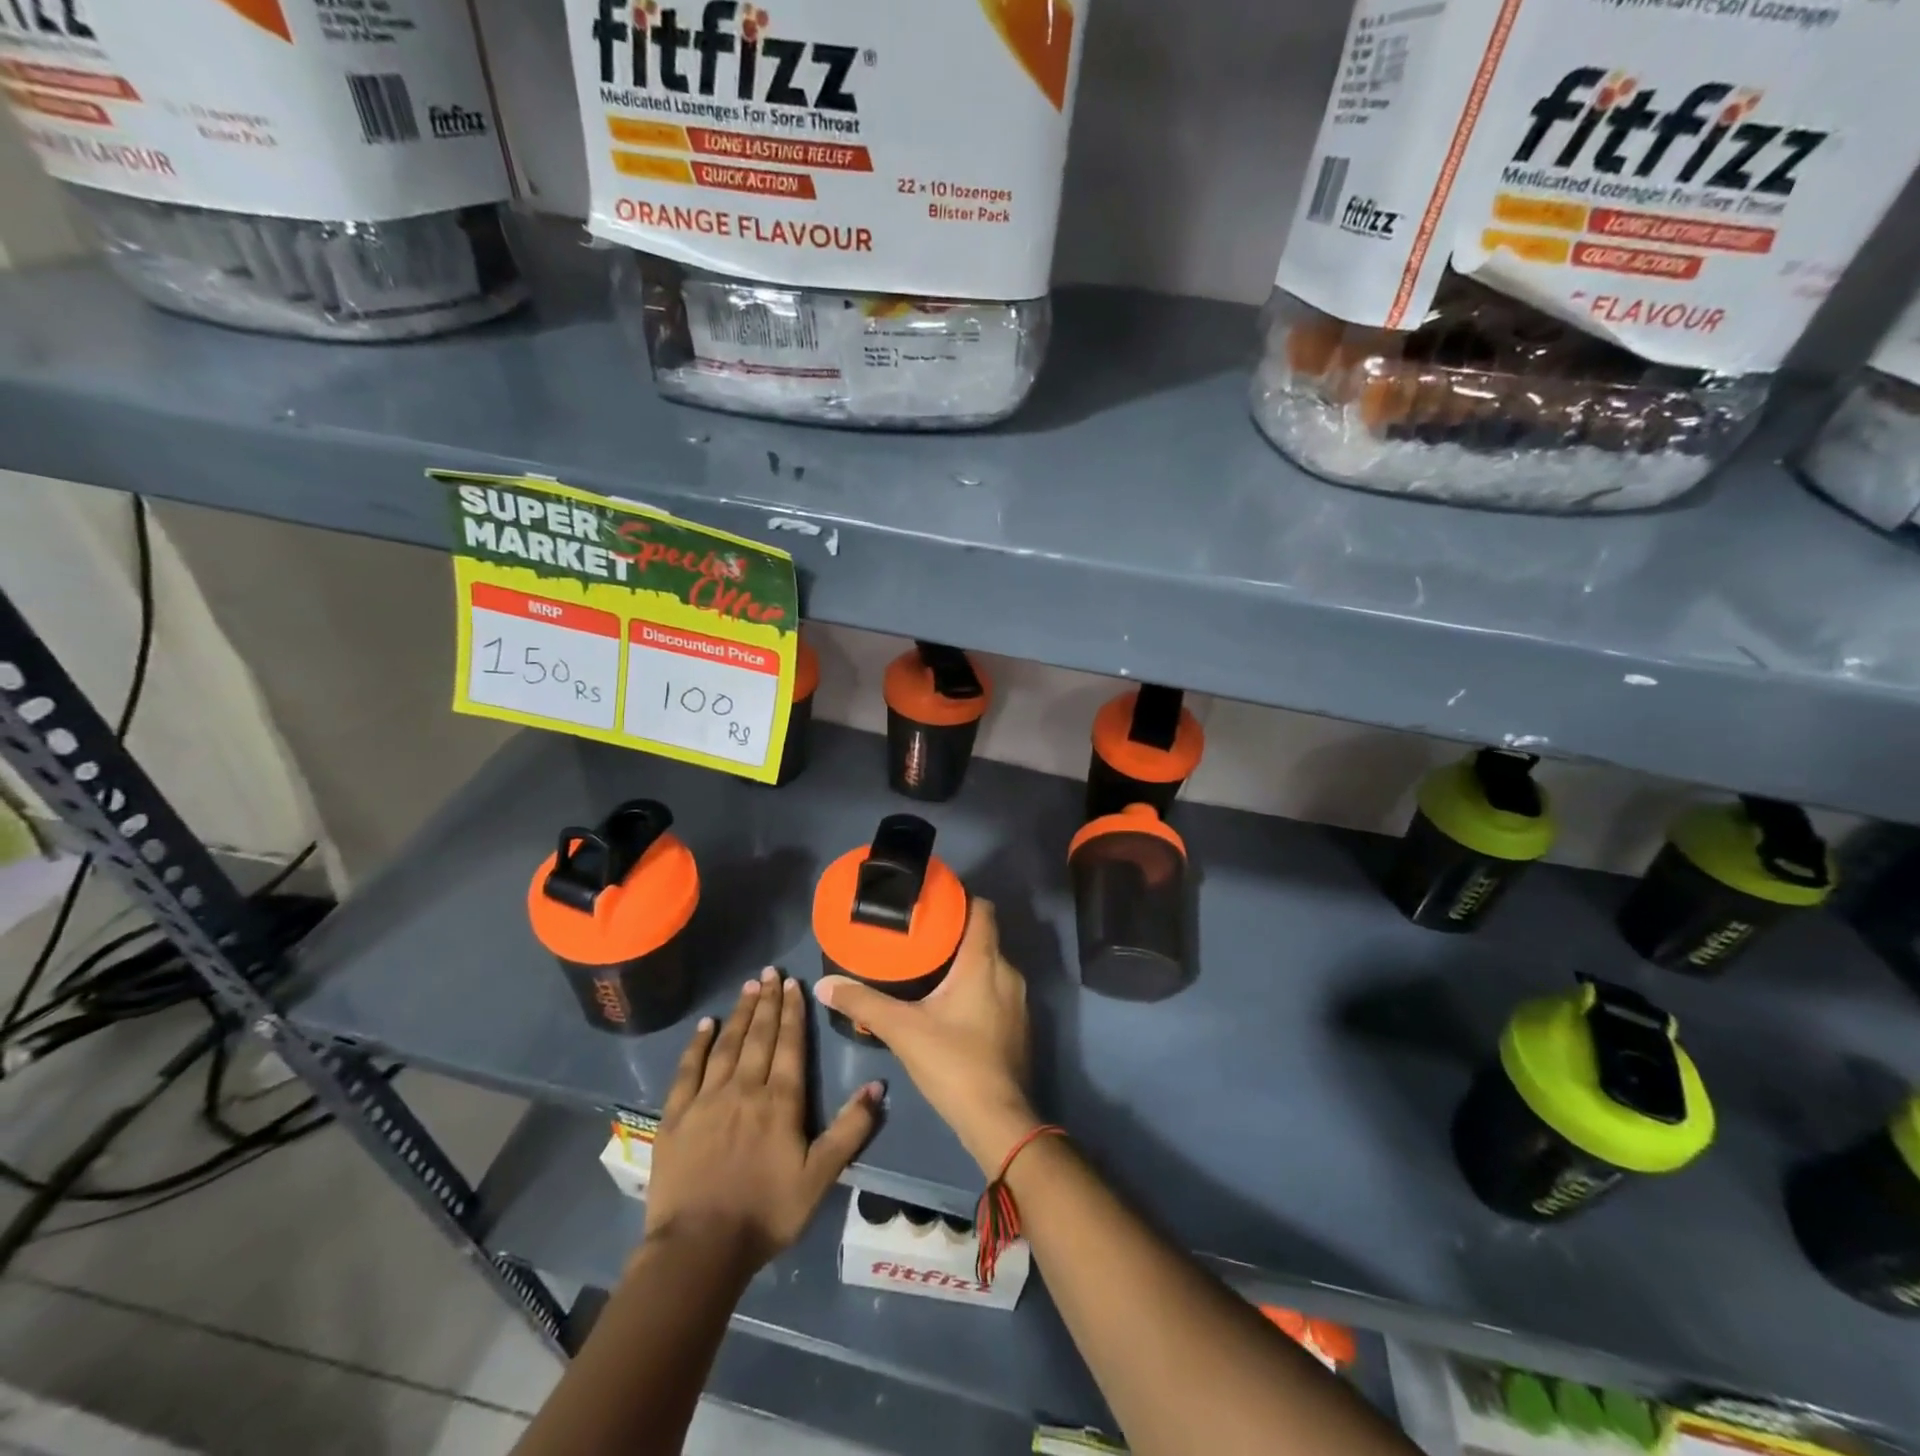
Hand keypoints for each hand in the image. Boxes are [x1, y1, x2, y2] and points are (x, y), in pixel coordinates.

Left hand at [644, 967, 881, 1270]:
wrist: (699, 1249)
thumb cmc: (766, 1213)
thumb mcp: (820, 1177)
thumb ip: (850, 1129)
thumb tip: (877, 1085)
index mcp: (781, 1101)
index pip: (790, 1044)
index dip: (794, 1012)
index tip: (795, 983)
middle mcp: (745, 1088)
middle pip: (759, 1036)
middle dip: (768, 1002)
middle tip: (772, 972)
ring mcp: (707, 1099)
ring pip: (727, 1045)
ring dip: (740, 1014)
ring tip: (748, 987)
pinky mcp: (676, 1116)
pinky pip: (688, 1070)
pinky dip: (697, 1045)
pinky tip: (706, 1025)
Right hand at [816, 900, 1038, 1176]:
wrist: (997, 1119)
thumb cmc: (953, 1062)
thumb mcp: (902, 1030)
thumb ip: (863, 1003)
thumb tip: (824, 984)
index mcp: (984, 961)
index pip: (982, 910)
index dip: (961, 898)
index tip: (933, 898)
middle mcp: (1007, 972)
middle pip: (984, 936)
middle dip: (954, 932)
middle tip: (919, 932)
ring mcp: (1018, 1000)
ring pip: (990, 965)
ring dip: (964, 961)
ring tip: (929, 964)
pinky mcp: (1018, 1024)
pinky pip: (996, 989)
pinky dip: (975, 985)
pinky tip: (949, 1001)